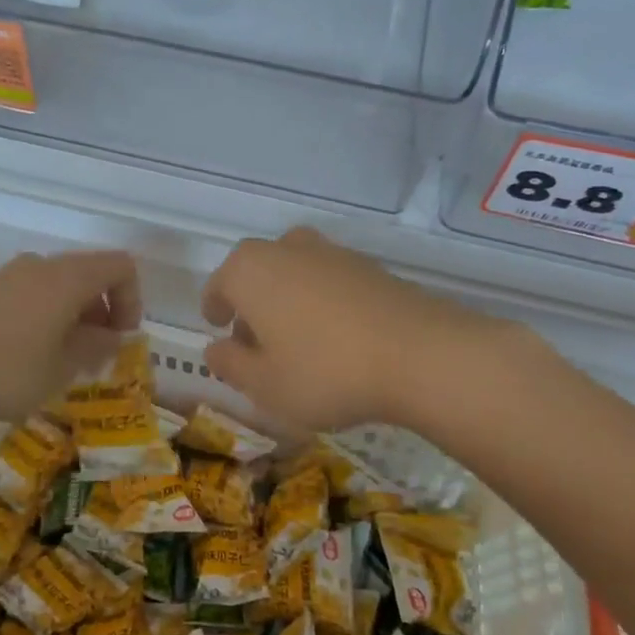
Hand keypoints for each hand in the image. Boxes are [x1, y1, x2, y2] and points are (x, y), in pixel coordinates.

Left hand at [0, 250, 141, 421]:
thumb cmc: (8, 368)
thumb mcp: (63, 368)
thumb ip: (95, 347)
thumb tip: (109, 336)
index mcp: (68, 277)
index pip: (120, 267)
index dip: (132, 300)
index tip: (120, 339)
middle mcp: (41, 265)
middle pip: (89, 274)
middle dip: (101, 312)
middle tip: (93, 356)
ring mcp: (10, 276)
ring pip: (58, 286)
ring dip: (72, 316)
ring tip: (61, 360)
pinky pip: (31, 295)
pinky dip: (44, 316)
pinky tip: (28, 355)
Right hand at [201, 228, 529, 431]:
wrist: (420, 354)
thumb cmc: (324, 372)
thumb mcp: (263, 384)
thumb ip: (230, 365)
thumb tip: (215, 348)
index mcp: (249, 270)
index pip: (219, 285)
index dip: (214, 308)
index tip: (218, 328)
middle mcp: (285, 249)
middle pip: (256, 273)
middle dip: (251, 303)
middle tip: (256, 342)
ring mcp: (331, 252)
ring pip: (293, 272)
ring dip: (287, 299)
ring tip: (298, 340)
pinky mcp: (368, 266)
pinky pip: (328, 280)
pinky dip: (321, 301)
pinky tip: (337, 336)